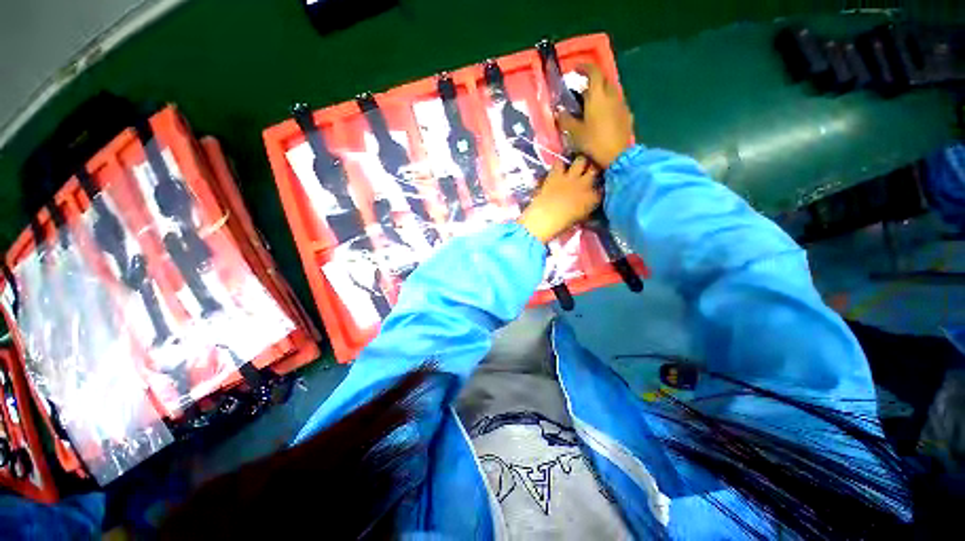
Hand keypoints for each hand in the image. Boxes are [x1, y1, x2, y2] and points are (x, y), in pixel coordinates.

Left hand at [518, 156, 600, 243]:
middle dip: (593, 169)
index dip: (600, 186)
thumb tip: (588, 209)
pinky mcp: (556, 174)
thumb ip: (586, 211)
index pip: (603, 188)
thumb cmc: (562, 224)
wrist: (545, 218)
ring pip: (581, 160)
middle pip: (595, 168)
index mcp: (593, 199)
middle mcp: (585, 184)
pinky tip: (558, 168)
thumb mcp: (579, 219)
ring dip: (579, 163)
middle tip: (588, 172)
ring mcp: (571, 177)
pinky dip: (559, 165)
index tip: (598, 187)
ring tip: (575, 167)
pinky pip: (560, 163)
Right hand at [557, 64, 634, 168]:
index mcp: (598, 96)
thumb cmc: (594, 142)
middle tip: (581, 90)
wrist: (618, 156)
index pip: (594, 72)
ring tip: (590, 104)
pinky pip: (616, 103)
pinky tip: (602, 116)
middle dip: (592, 81)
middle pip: (603, 80)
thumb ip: (565, 120)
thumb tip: (558, 111)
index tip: (576, 69)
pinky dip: (608, 104)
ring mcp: (621, 105)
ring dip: (600, 93)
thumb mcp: (575, 133)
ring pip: (610, 91)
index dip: (584, 67)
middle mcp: (612, 95)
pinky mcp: (626, 115)